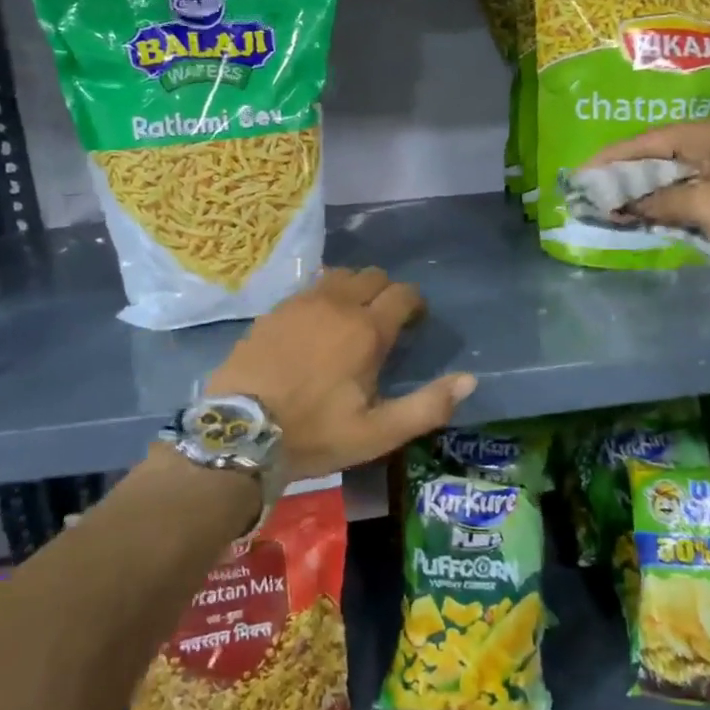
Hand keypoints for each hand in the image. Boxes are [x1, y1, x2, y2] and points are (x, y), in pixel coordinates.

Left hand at [208, 267, 475, 479]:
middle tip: (383, 321)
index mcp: (367, 330)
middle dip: (386, 292)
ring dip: (353, 289)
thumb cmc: (315, 434)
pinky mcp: (274, 310)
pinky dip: (322, 297)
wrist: (240, 434)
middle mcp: (337, 304)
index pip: (403, 294)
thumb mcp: (377, 433)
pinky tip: (315, 323)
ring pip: (340, 275)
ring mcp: (302, 303)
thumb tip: (470, 380)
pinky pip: (309, 288)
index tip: (415, 321)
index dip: (415, 303)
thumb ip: (428, 406)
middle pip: (373, 276)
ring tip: (350, 317)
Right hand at [586, 119, 709, 262]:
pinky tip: (653, 214)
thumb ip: (659, 202)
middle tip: (595, 191)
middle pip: (661, 155)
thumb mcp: (706, 207)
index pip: (649, 140)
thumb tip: (623, 206)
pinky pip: (695, 190)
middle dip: (627, 175)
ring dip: (649, 190)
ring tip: (616, 205)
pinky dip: (672, 201)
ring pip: (678, 174)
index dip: (613, 157)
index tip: (582, 173)